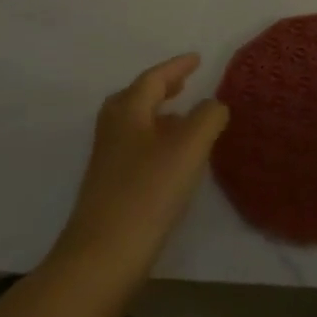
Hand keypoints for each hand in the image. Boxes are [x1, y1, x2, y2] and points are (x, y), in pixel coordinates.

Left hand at [58, 54, 227, 274]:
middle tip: (183, 85)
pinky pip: (135, 148)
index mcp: (128, 112)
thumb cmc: (148, 192)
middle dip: (160, 89)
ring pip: (133, 125)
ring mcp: (107, 162)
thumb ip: (208, 117)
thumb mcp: (189, 147)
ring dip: (158, 115)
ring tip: (183, 119)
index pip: (153, 79)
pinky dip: (155, 140)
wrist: (102, 257)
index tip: (197, 59)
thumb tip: (213, 105)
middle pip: (134, 98)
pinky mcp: (110, 188)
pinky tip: (172, 159)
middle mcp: (113, 131)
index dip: (176, 67)